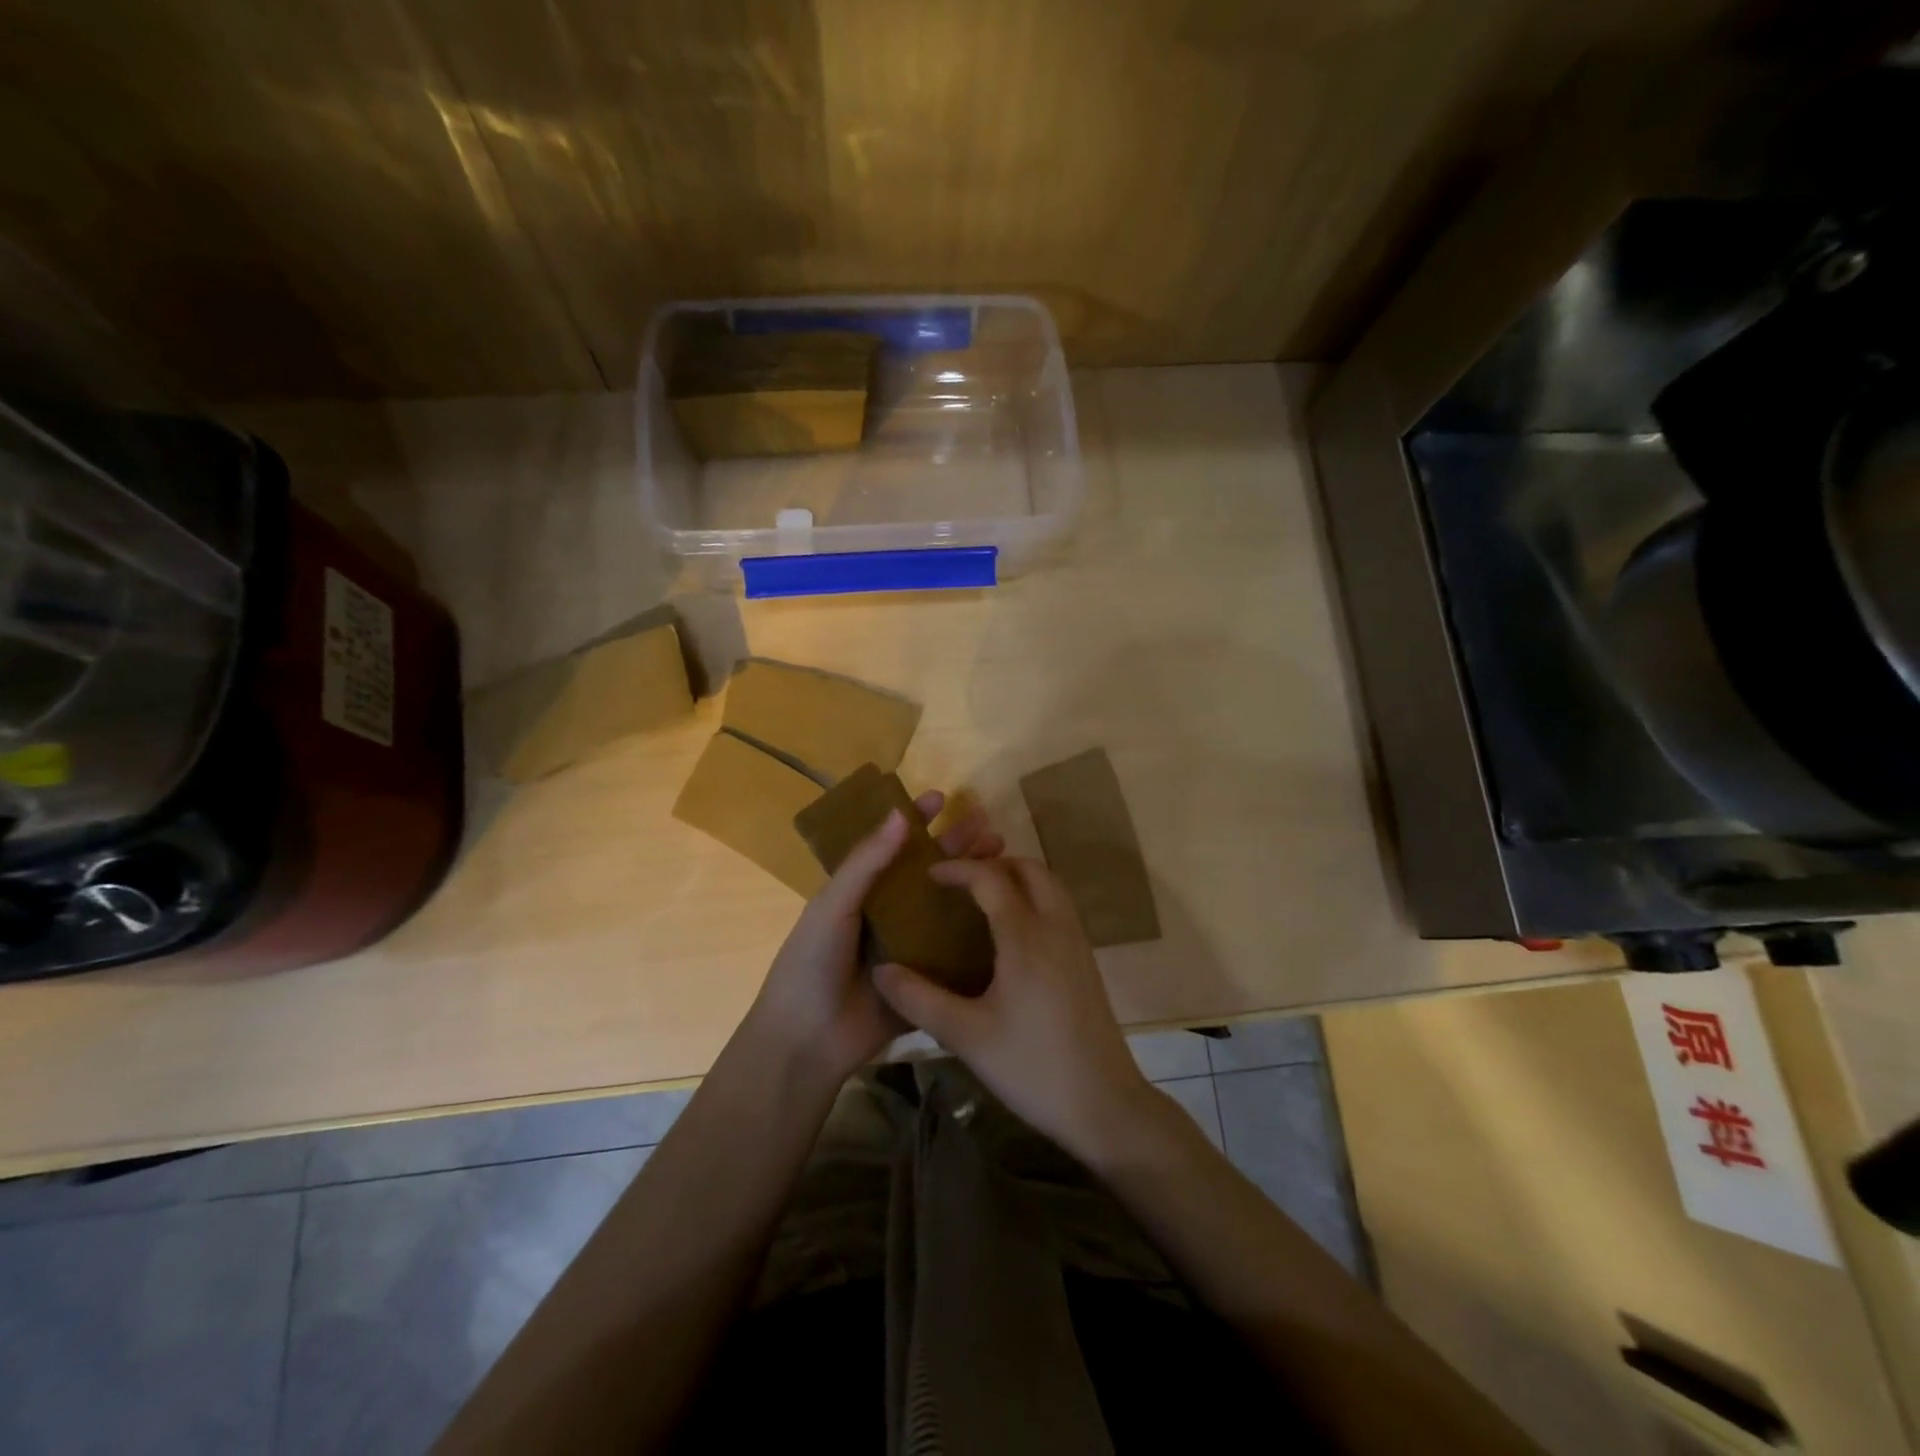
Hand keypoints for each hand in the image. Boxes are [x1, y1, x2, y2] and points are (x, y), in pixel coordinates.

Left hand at [744, 790, 1003, 1089]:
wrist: (808, 1039)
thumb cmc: (812, 962)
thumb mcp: (833, 905)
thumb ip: (865, 862)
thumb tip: (900, 814)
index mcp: (862, 891)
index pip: (893, 846)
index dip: (915, 821)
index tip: (942, 798)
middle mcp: (889, 912)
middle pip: (929, 871)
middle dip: (956, 846)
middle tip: (989, 826)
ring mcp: (911, 945)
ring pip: (947, 905)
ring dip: (972, 881)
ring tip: (1004, 858)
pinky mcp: (927, 978)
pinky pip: (956, 949)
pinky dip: (978, 930)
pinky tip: (1007, 913)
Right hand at [871, 857, 1153, 1159]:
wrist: (1104, 1104)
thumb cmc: (1032, 1067)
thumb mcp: (966, 1036)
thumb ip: (919, 999)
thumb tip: (880, 971)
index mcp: (1026, 937)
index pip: (991, 879)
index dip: (958, 869)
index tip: (929, 875)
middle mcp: (1056, 927)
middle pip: (1030, 869)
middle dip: (993, 864)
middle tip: (959, 883)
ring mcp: (1077, 943)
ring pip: (1050, 886)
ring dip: (1017, 880)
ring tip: (981, 902)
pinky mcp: (1086, 962)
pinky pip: (1059, 909)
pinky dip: (1034, 900)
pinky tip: (1010, 936)